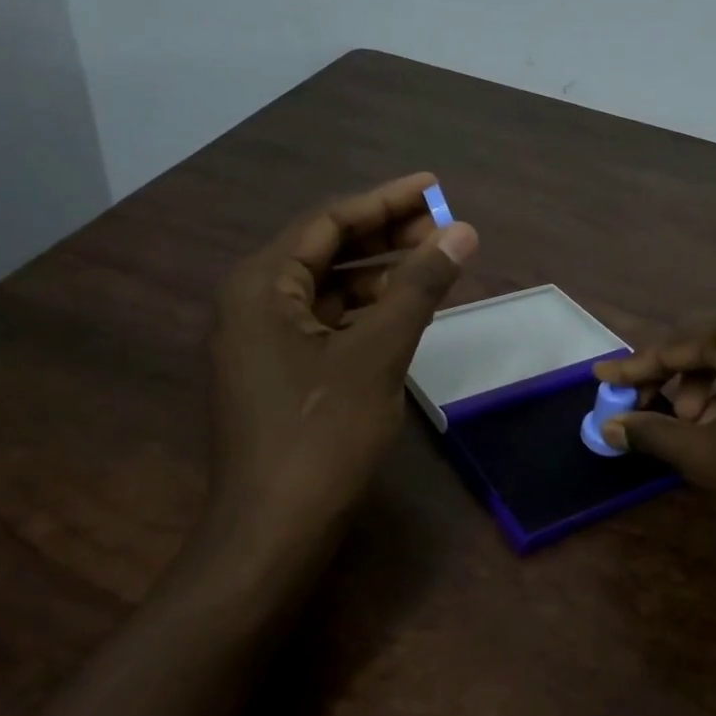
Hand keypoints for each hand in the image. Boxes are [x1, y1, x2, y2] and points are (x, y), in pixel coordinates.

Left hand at [201, 172, 477, 562]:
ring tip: (436, 266)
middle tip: (445, 228)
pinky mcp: (280, 374)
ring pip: (330, 291)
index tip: (435, 187)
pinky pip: (328, 326)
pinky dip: (367, 315)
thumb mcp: (376, 354)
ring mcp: (264, 341)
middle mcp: (253, 303)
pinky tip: (406, 312)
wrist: (275, 527)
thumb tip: (461, 233)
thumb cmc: (322, 434)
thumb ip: (418, 288)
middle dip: (386, 237)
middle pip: (327, 252)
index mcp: (262, 285)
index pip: (329, 222)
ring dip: (381, 277)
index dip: (386, 201)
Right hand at [594, 302, 715, 591]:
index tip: (601, 379)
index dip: (633, 368)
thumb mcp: (709, 458)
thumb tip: (608, 427)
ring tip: (699, 427)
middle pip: (704, 340)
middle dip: (675, 378)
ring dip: (708, 383)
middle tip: (659, 415)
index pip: (672, 345)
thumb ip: (653, 434)